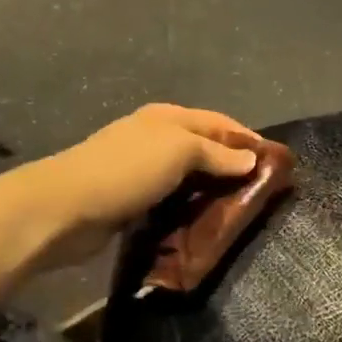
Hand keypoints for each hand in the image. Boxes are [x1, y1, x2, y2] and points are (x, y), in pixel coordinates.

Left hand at [21, 104, 262, 270]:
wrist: (65, 208)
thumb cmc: (127, 170)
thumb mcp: (179, 152)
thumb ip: (217, 154)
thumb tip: (252, 158)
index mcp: (168, 118)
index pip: (219, 123)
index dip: (247, 139)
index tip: (276, 163)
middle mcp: (157, 138)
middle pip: (205, 149)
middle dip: (233, 167)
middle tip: (261, 193)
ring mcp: (142, 170)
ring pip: (189, 177)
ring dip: (211, 191)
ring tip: (239, 212)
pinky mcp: (132, 200)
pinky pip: (172, 201)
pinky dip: (190, 209)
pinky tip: (205, 223)